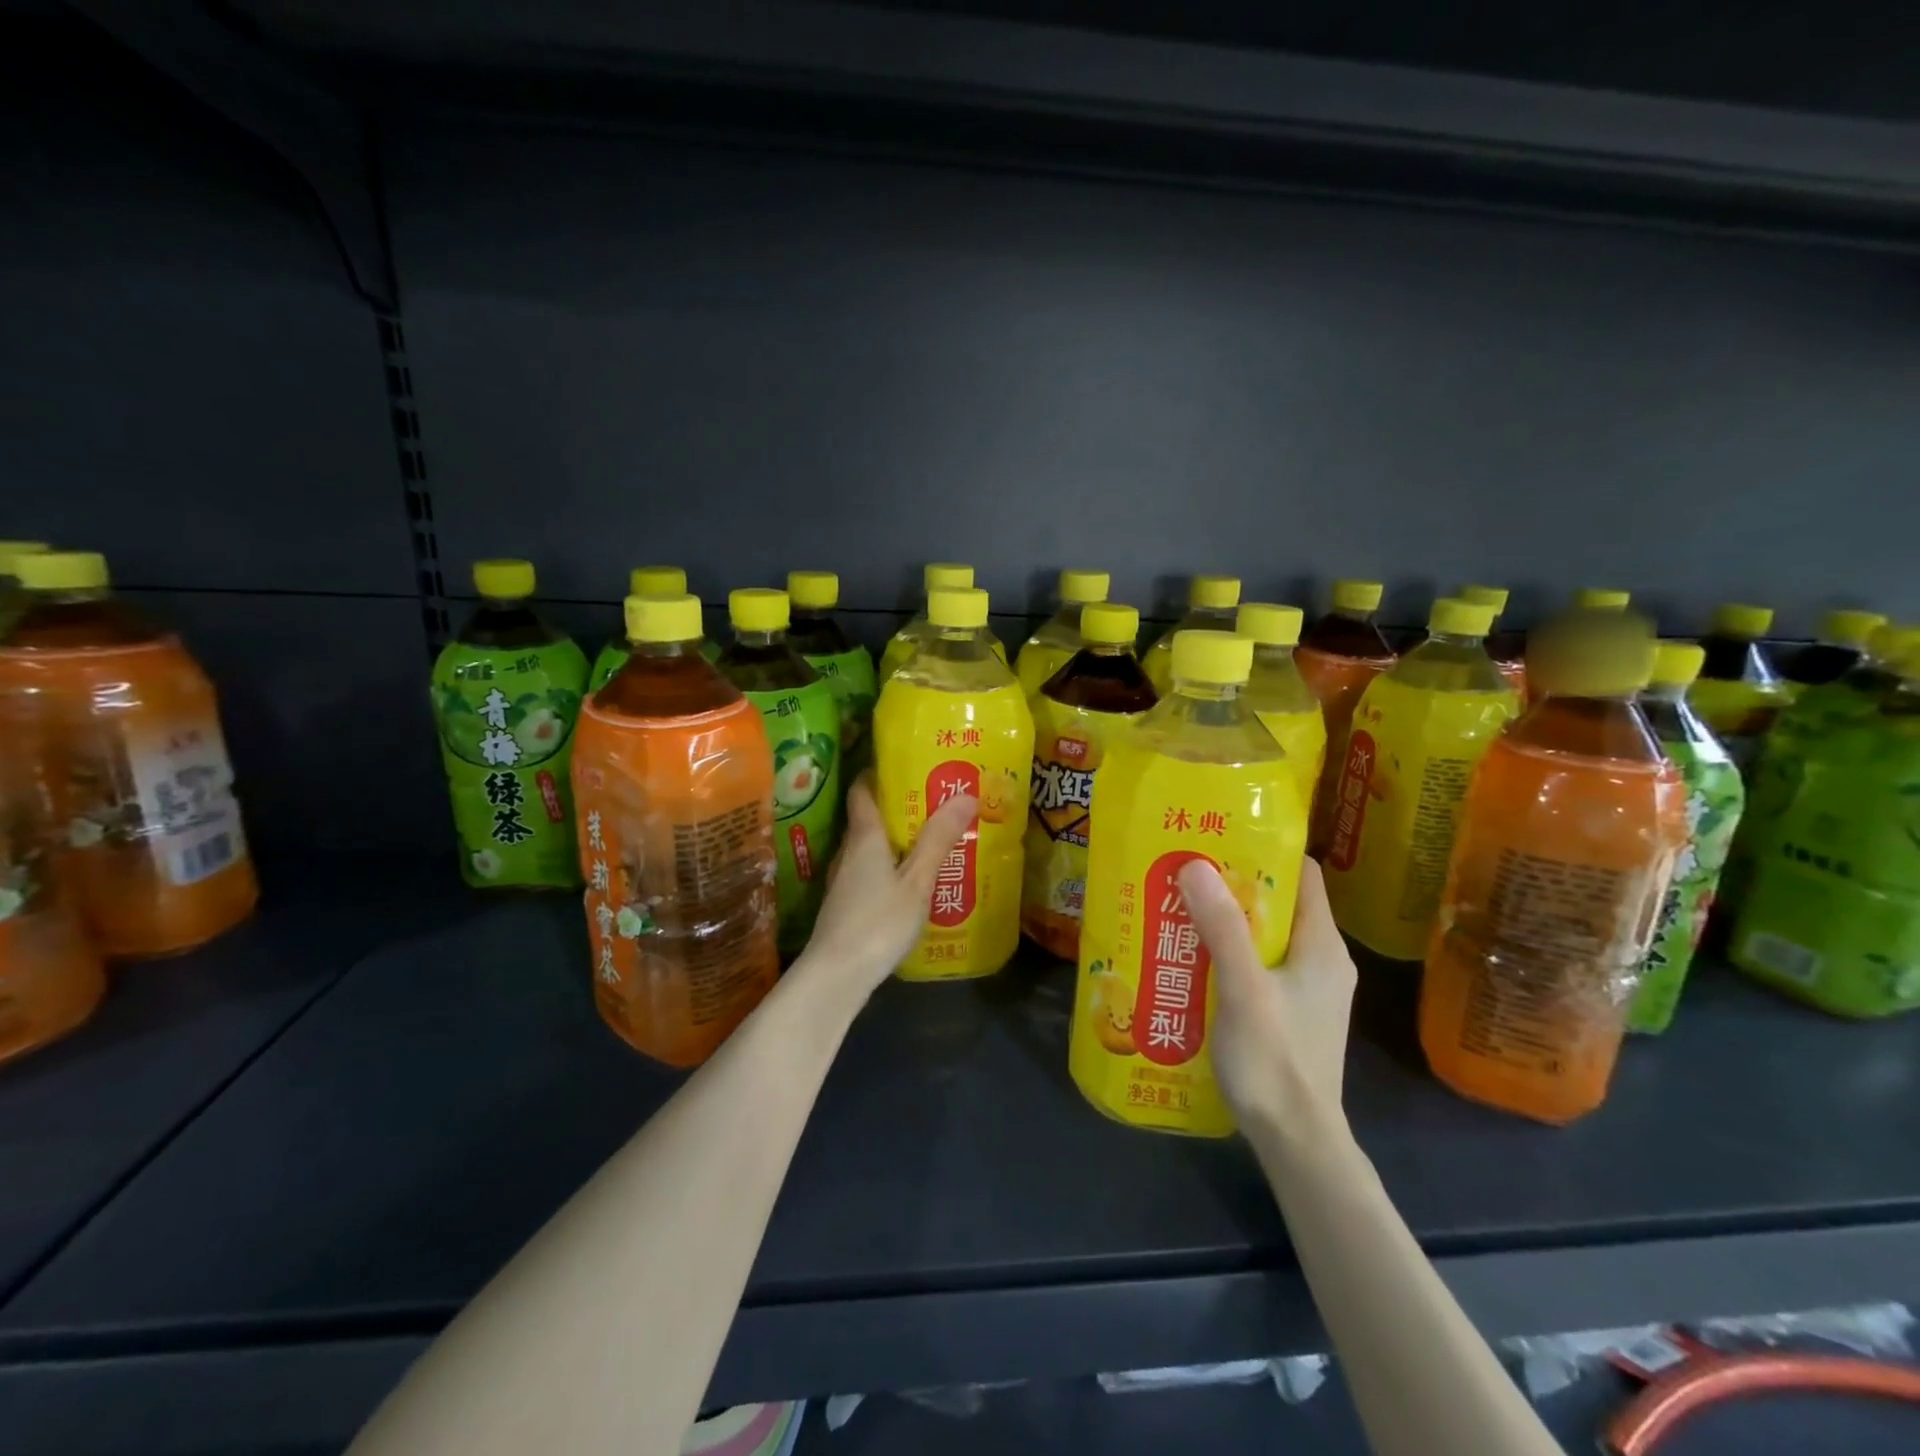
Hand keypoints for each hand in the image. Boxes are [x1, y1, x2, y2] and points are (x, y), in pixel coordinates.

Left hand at [797, 774, 976, 1003]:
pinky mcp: (845, 905)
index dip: (879, 772)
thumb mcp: (917, 880)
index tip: (906, 764)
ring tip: (930, 840)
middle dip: (898, 807)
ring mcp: (842, 880)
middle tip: (934, 803)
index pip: (862, 790)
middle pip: (868, 818)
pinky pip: (869, 872)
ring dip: (895, 840)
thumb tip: (966, 793)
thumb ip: (938, 839)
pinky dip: (889, 867)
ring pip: (869, 848)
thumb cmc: (878, 922)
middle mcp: (848, 852)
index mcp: (864, 837)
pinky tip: (911, 882)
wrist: (836, 976)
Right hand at [1178, 855, 1355, 1139]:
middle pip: (1279, 902)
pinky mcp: (1289, 1011)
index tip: (1218, 838)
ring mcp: (1306, 988)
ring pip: (1264, 935)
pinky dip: (1228, 953)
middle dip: (1233, 885)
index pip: (1303, 874)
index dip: (1265, 851)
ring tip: (1179, 907)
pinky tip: (1191, 958)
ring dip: (1225, 920)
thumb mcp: (1244, 989)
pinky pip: (1258, 964)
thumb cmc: (1275, 1061)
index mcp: (1322, 945)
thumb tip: (1196, 864)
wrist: (1296, 1142)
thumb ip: (1222, 928)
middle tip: (1185, 871)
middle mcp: (1321, 960)